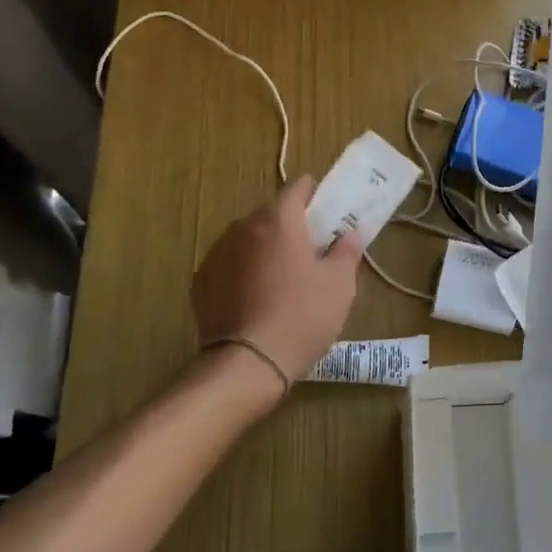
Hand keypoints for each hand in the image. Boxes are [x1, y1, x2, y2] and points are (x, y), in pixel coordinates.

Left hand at [192, 177, 361, 388]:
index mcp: (279, 220)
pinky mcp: (201, 281)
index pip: (299, 187)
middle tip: (311, 252)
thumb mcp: (339, 284)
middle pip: (272, 214)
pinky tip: (255, 299)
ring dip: (265, 249)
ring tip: (281, 279)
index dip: (316, 195)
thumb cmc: (302, 316)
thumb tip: (350, 233)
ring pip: (248, 239)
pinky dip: (242, 272)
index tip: (328, 214)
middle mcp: (243, 227)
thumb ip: (346, 251)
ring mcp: (217, 253)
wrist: (247, 364)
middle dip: (291, 226)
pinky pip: (229, 265)